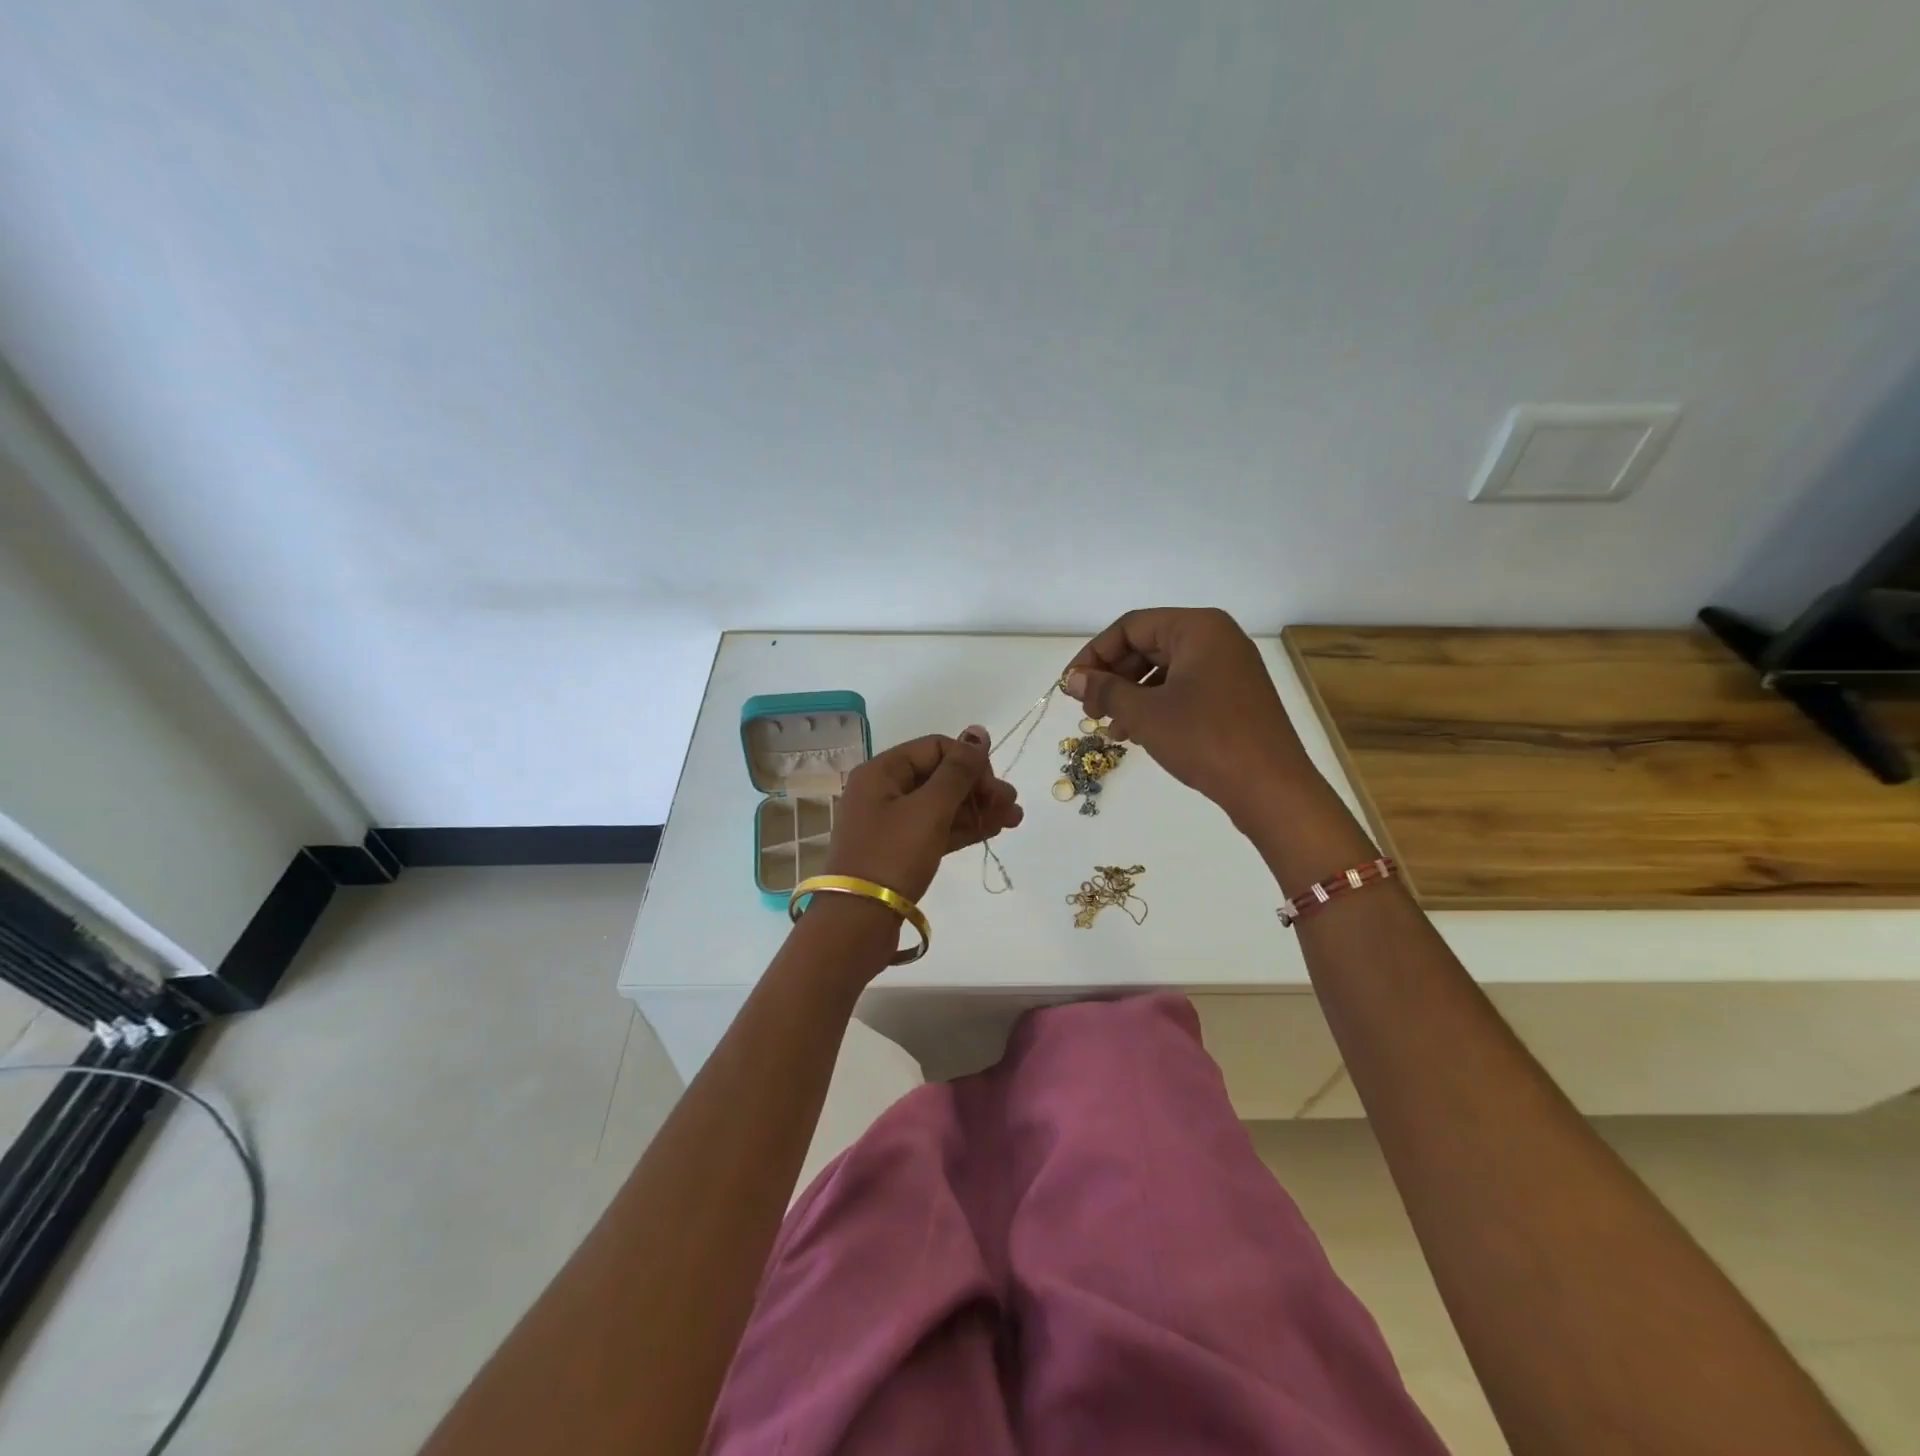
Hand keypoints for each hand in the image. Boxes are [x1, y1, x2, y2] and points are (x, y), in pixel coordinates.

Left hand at [824, 727, 1022, 901]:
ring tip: (1013, 818)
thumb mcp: (929, 809)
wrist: (858, 922)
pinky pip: (935, 828)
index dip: (969, 762)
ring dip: (976, 808)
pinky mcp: (899, 850)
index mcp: (881, 771)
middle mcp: (883, 790)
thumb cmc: (892, 856)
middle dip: (978, 787)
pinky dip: (962, 827)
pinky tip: (993, 829)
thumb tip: (979, 731)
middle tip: (1012, 804)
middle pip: (939, 776)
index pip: (936, 748)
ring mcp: (890, 822)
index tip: (992, 789)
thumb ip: (958, 771)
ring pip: (941, 804)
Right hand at [1065, 608, 1320, 826]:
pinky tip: (1135, 734)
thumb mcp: (1145, 713)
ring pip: (1163, 671)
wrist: (1270, 788)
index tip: (1072, 686)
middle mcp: (1216, 639)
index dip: (1094, 654)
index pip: (1130, 627)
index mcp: (1198, 628)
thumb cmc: (1204, 739)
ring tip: (1109, 728)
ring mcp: (1229, 667)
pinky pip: (1183, 689)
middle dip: (1113, 677)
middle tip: (1088, 710)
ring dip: (1130, 696)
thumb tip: (1072, 678)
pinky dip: (1155, 706)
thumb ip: (1104, 690)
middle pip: (1148, 646)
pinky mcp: (1234, 696)